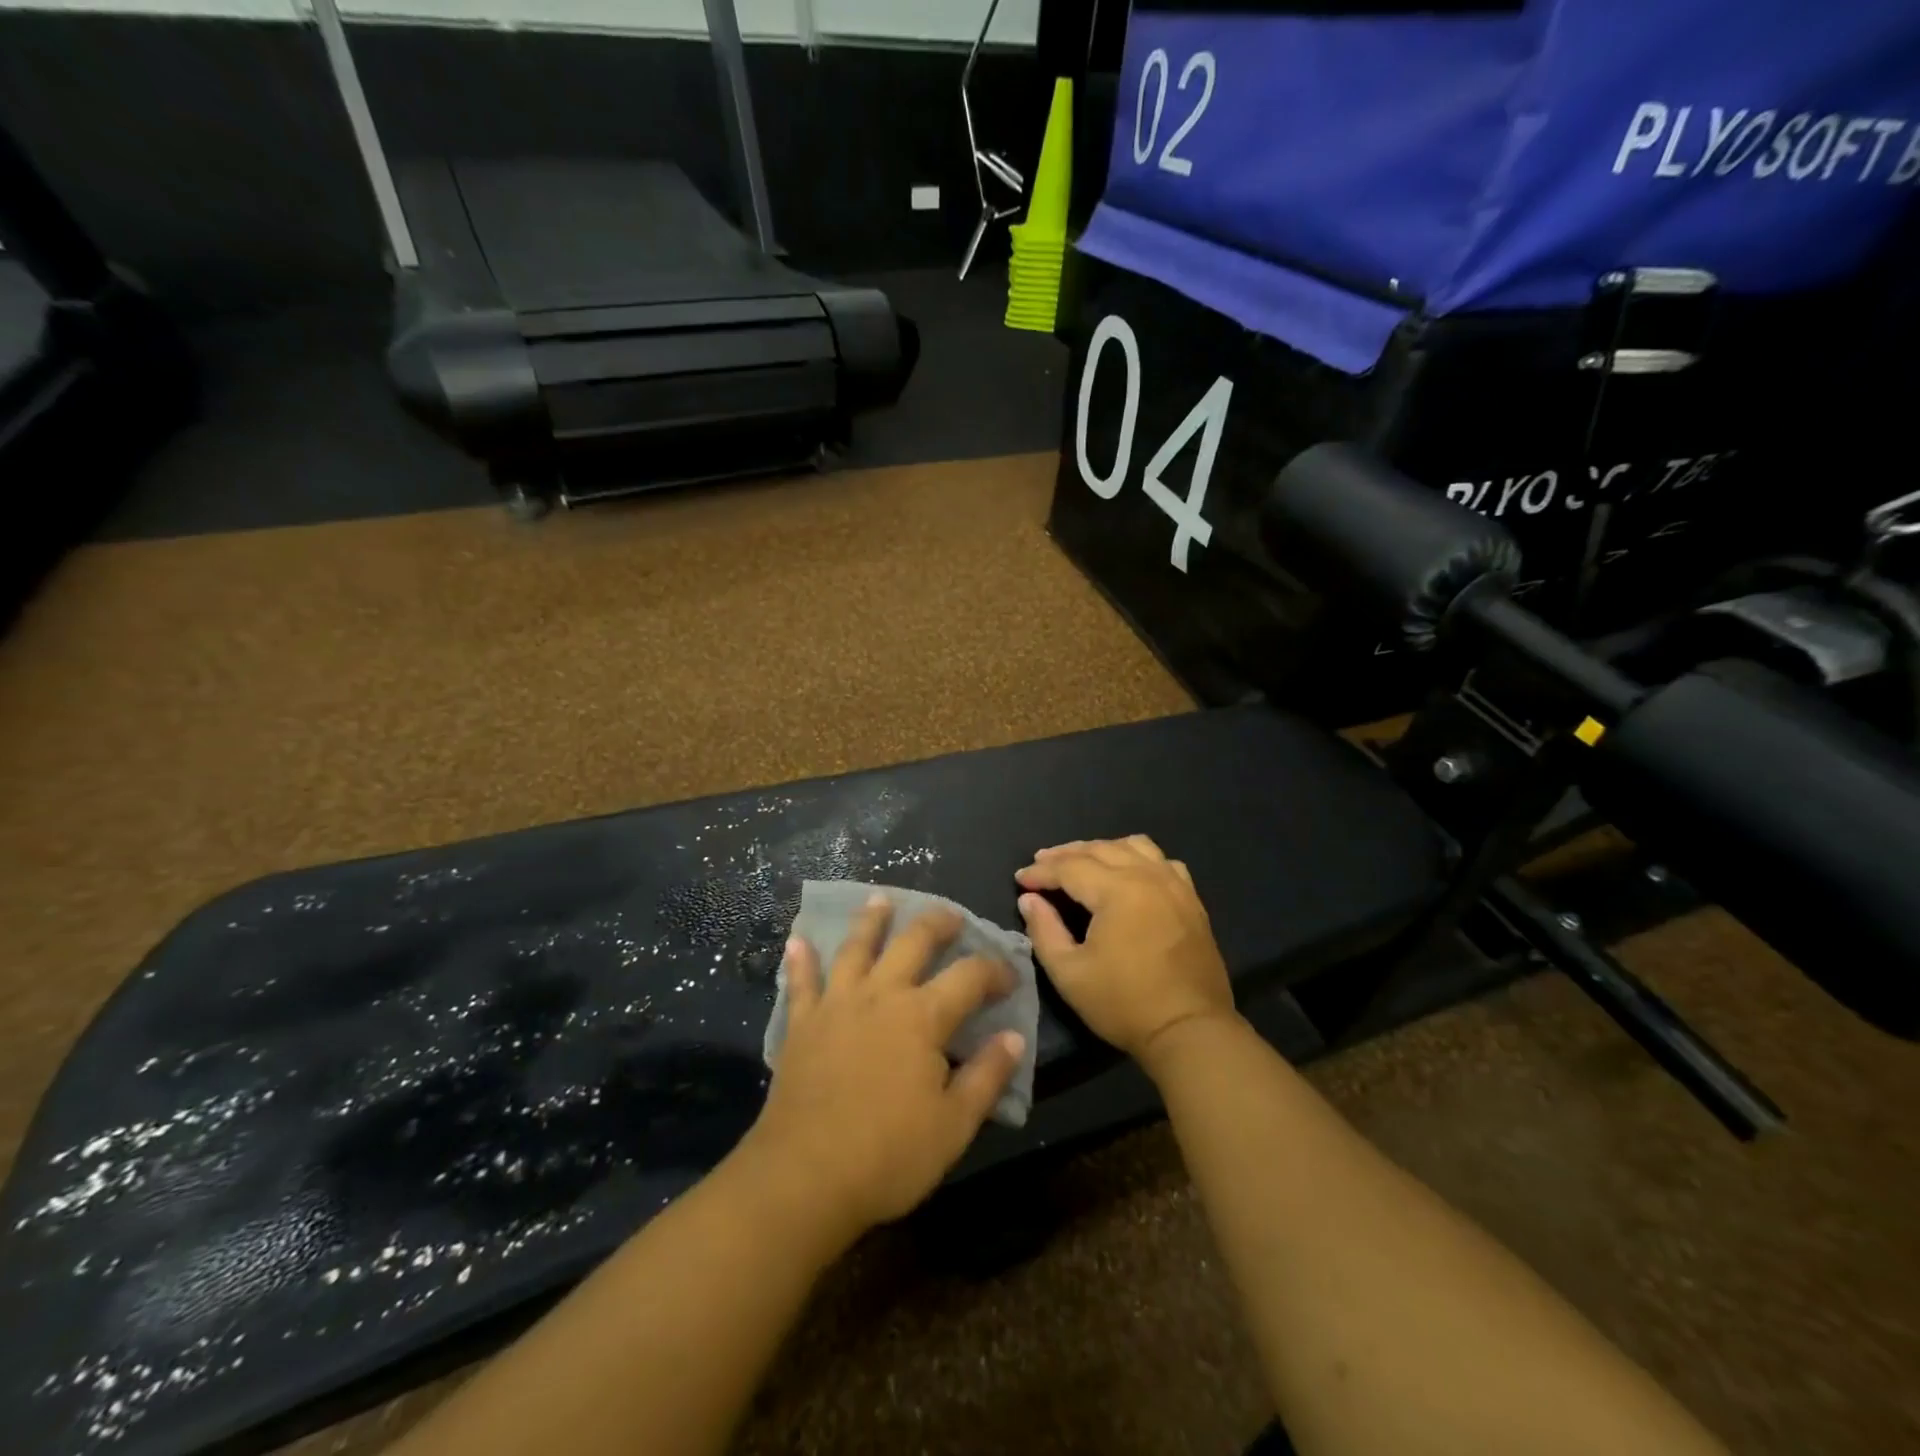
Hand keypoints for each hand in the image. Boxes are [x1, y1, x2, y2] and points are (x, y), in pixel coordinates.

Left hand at [742, 897, 1024, 1243]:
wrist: (805, 1177)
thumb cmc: (889, 1155)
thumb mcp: (954, 1125)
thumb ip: (987, 1076)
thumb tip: (1014, 1037)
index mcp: (923, 1017)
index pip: (970, 977)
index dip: (995, 971)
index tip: (1010, 978)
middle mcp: (881, 995)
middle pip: (913, 943)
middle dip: (938, 923)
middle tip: (952, 916)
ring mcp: (837, 1005)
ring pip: (856, 948)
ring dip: (871, 920)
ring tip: (881, 898)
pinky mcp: (802, 1024)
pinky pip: (801, 982)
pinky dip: (801, 960)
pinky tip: (797, 940)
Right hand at [1016, 835, 1235, 1066]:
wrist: (1190, 1030)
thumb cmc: (1124, 1004)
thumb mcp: (1069, 973)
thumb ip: (1044, 930)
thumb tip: (1030, 900)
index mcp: (1117, 891)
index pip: (1069, 867)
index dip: (1041, 872)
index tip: (1020, 880)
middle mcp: (1147, 876)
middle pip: (1100, 849)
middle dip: (1065, 854)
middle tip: (1041, 864)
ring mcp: (1174, 885)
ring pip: (1133, 846)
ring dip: (1102, 849)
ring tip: (1082, 862)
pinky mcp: (1191, 900)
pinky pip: (1162, 861)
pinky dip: (1138, 858)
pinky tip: (1129, 872)